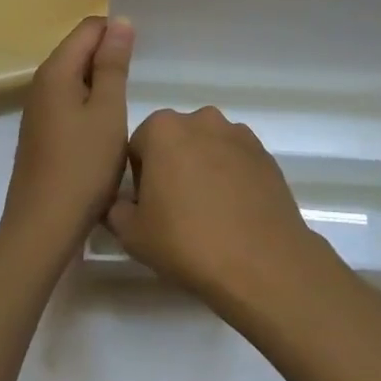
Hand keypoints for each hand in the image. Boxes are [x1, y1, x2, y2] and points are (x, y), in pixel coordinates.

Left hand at [1, 16, 133, 257]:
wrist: (43, 228)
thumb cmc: (83, 166)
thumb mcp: (108, 111)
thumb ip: (113, 65)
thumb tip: (120, 22)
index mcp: (55, 71)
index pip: (89, 28)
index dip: (117, 32)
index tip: (143, 54)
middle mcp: (41, 84)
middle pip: (79, 50)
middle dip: (110, 55)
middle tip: (142, 77)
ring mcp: (38, 110)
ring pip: (75, 77)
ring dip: (102, 82)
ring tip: (129, 101)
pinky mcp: (42, 133)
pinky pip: (69, 101)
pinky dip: (90, 103)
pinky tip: (107, 127)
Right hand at [106, 107, 328, 310]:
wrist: (260, 261)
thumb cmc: (187, 241)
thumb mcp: (132, 234)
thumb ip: (116, 211)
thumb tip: (120, 204)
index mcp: (163, 128)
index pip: (138, 147)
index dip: (138, 179)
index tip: (148, 208)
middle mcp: (202, 119)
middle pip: (175, 141)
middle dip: (172, 167)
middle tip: (175, 211)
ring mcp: (238, 134)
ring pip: (208, 148)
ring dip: (203, 169)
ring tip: (209, 213)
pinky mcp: (265, 153)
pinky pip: (237, 161)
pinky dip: (231, 178)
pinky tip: (233, 213)